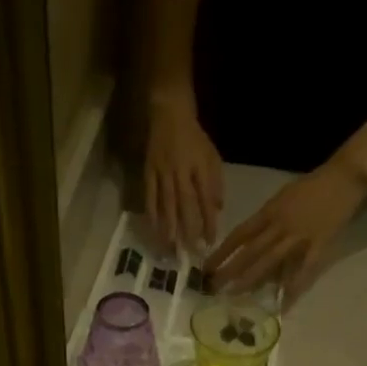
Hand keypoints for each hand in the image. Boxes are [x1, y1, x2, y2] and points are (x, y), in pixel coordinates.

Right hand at [145, 93, 224, 250]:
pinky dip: (152, 214)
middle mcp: (181, 171)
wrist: (170, 113)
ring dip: (169, 227)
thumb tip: (218, 210)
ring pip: (166, 204)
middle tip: (189, 253)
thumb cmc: (195, 138)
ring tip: (170, 248)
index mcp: (200, 167)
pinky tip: (153, 230)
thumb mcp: (212, 156)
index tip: (210, 242)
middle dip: (188, 230)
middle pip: (185, 205)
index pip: (206, 200)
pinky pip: (150, 196)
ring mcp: (163, 172)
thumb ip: (216, 183)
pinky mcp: (148, 171)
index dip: (209, 222)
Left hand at [206, 157, 366, 301]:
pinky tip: (282, 303)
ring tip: (235, 294)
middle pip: (250, 251)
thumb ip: (264, 220)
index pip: (239, 235)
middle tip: (213, 287)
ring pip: (270, 261)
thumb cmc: (310, 186)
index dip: (222, 252)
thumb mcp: (281, 198)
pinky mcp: (319, 246)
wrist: (344, 176)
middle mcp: (280, 225)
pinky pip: (303, 270)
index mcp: (269, 212)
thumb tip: (246, 242)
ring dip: (251, 279)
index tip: (207, 267)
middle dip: (230, 270)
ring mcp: (299, 236)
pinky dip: (293, 287)